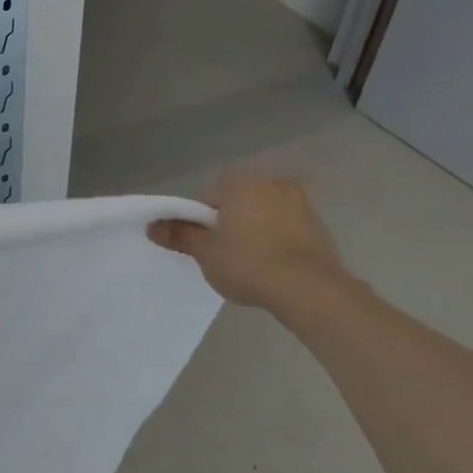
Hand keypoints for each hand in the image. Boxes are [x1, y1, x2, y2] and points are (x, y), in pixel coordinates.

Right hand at [148, 173, 352, 314]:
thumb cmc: (248, 263)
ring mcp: (302, 202)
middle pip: (239, 200)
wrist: (309, 289)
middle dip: (230, 221)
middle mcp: (273, 183)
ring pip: (264, 212)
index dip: (202, 219)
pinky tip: (274, 265)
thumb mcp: (205, 252)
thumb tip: (153, 225)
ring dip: (255, 229)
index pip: (209, 194)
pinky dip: (277, 239)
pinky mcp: (319, 224)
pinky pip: (287, 227)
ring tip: (251, 262)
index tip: (205, 243)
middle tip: (224, 252)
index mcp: (241, 183)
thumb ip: (179, 235)